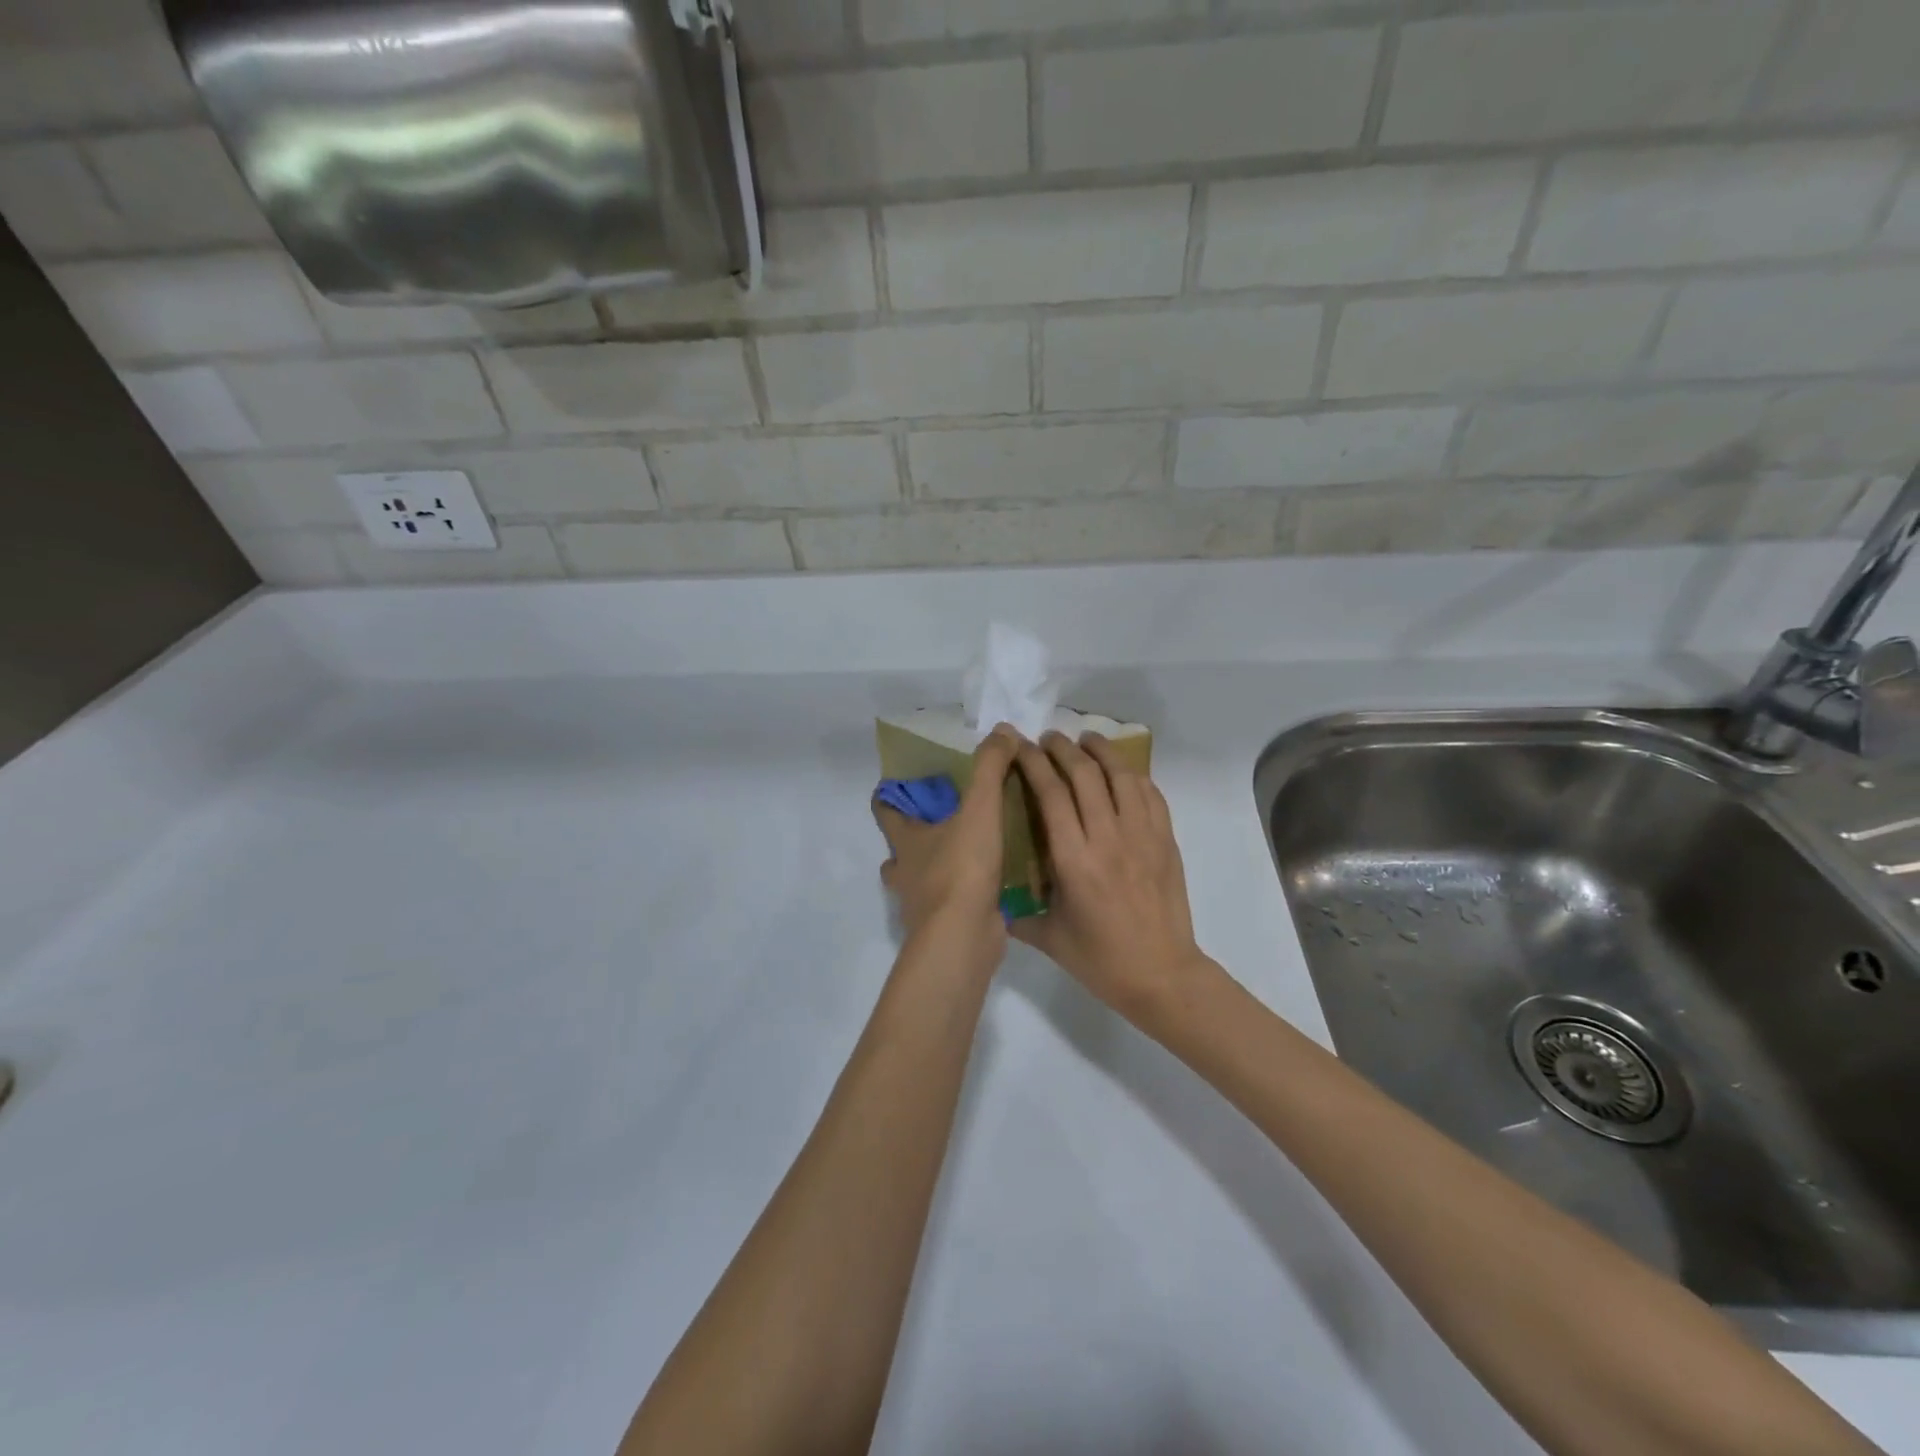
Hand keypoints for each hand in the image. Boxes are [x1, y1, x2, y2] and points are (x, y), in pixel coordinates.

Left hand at [874, 726, 1020, 958]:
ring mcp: (922, 904)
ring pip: (920, 881)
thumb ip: (990, 768)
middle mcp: (906, 873)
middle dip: (912, 838)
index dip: (886, 797)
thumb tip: (1003, 730)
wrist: (963, 937)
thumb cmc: (962, 868)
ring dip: (935, 868)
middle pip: (898, 851)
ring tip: (967, 855)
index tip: (895, 785)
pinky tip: (988, 887)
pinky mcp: (945, 927)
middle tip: (941, 822)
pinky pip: (949, 904)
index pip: (884, 812)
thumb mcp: (980, 809)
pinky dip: (961, 895)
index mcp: (906, 842)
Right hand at [1012, 732, 1204, 1020]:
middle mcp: (1108, 839)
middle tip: (1048, 738)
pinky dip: (1134, 776)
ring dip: (1102, 751)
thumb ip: (1017, 912)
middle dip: (1063, 748)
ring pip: (1122, 776)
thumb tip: (991, 896)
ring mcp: (1143, 837)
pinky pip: (1152, 795)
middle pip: (1085, 774)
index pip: (1050, 793)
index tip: (1020, 746)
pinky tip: (1122, 773)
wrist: (1162, 976)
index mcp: (1074, 861)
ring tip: (1086, 739)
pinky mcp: (1166, 842)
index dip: (1033, 762)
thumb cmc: (1100, 961)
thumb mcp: (1048, 937)